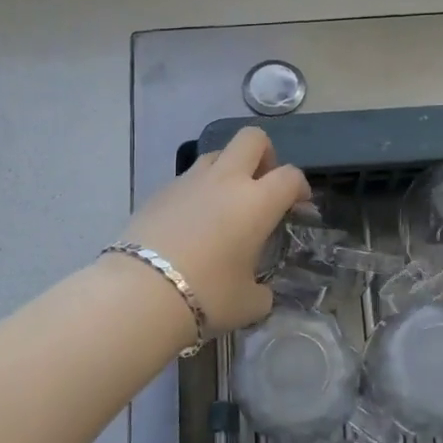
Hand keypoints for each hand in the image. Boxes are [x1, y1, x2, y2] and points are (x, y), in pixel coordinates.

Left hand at [121, 126, 310, 335]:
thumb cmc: (208, 295)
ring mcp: (188, 181)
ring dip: (228, 170)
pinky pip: (187, 180)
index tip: (298, 204)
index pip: (289, 175)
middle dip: (264, 154)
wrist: (142, 292)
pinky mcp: (159, 192)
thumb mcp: (248, 303)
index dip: (300, 186)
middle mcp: (225, 180)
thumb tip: (260, 293)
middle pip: (252, 139)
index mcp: (256, 202)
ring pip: (216, 154)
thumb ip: (262, 292)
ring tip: (225, 205)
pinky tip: (191, 224)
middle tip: (263, 184)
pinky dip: (197, 192)